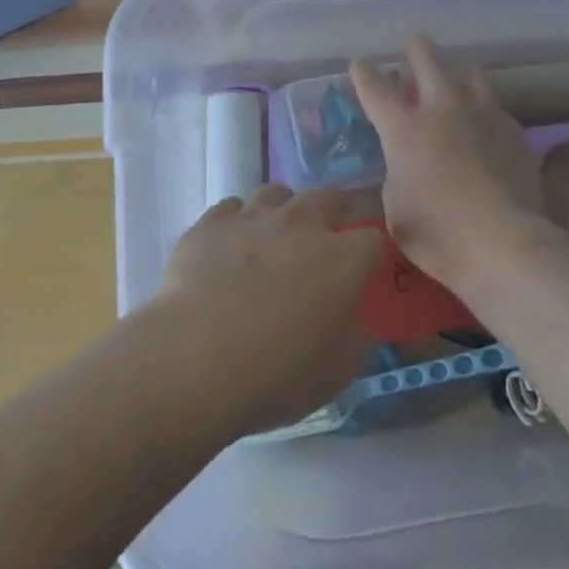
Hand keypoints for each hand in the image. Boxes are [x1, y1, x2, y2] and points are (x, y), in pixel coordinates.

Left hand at [148, 185, 383, 435]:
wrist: (195, 360)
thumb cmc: (274, 375)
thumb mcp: (334, 373)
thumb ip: (353, 338)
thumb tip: (355, 321)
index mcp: (342, 260)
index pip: (373, 238)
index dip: (372, 251)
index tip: (366, 267)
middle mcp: (301, 224)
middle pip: (329, 197)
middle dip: (334, 211)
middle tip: (327, 236)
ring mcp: (253, 217)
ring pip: (277, 193)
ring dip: (283, 209)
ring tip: (274, 235)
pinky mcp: (212, 222)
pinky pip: (231, 208)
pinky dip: (237, 222)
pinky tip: (230, 246)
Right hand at [350, 35, 547, 291]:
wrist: (504, 244)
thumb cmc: (438, 233)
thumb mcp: (395, 208)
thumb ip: (396, 174)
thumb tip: (404, 164)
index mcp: (405, 128)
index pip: (376, 88)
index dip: (364, 73)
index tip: (360, 64)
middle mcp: (443, 109)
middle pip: (426, 59)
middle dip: (414, 49)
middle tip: (411, 48)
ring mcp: (483, 114)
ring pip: (469, 72)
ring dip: (455, 74)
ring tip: (453, 84)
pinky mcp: (514, 131)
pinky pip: (494, 107)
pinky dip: (482, 110)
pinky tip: (484, 128)